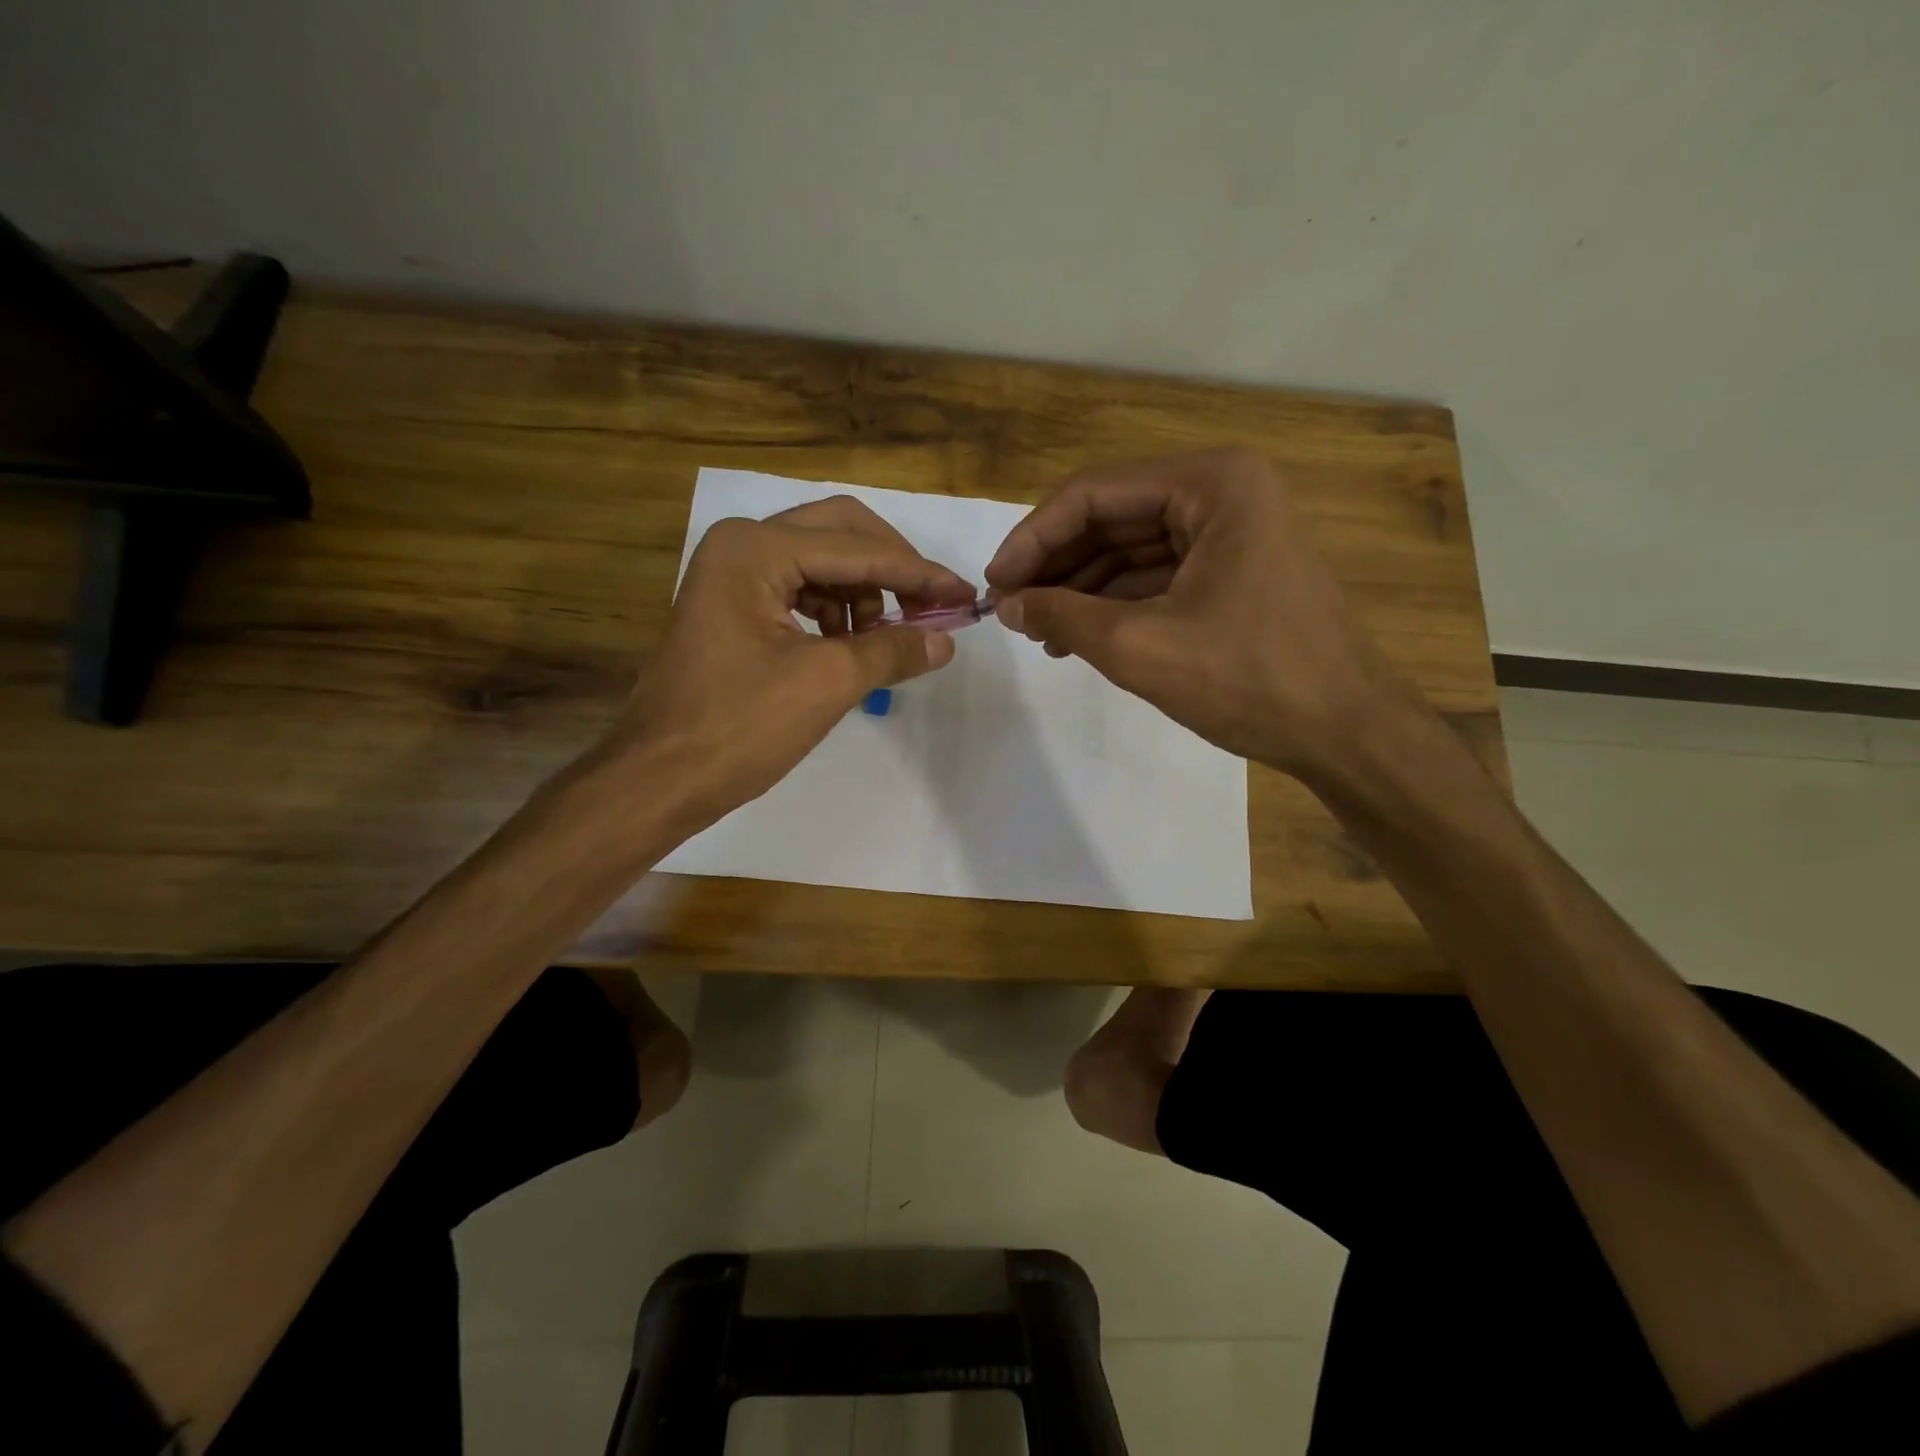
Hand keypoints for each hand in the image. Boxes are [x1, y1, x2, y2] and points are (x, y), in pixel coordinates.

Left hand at [609, 495, 973, 823]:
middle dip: (890, 568)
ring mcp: (731, 572)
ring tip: (884, 638)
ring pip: (820, 559)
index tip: (964, 595)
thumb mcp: (827, 683)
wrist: (660, 777)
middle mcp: (740, 544)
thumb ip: (892, 650)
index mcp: (755, 549)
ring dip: (862, 591)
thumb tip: (945, 640)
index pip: (857, 549)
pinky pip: (800, 588)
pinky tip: (850, 644)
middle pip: (840, 532)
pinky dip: (835, 610)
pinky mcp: (732, 603)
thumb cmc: (739, 727)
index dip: (918, 573)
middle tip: (930, 606)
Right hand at [985, 446, 1417, 776]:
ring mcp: (1232, 530)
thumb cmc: (1250, 679)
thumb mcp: (1140, 647)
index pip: (1093, 493)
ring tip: (1039, 633)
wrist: (1346, 732)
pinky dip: (1115, 603)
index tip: (996, 586)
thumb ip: (1064, 617)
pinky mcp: (1234, 569)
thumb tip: (1009, 606)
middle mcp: (1223, 490)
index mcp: (1211, 483)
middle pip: (1112, 516)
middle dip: (1057, 565)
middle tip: (1012, 611)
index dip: (1033, 539)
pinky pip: (1157, 574)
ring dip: (1081, 588)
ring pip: (1131, 547)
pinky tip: (1079, 637)